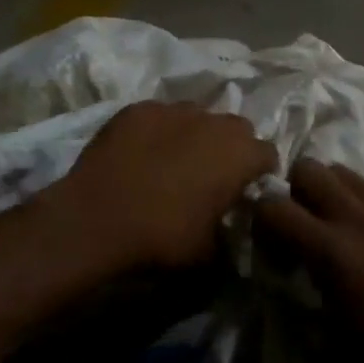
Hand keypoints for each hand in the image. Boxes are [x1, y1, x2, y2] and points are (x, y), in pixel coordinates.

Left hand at [41, 101, 276, 268]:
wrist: (96, 220)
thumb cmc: (163, 238)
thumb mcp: (210, 253)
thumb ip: (230, 233)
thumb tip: (231, 228)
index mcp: (239, 154)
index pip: (268, 154)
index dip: (260, 173)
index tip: (247, 190)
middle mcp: (213, 122)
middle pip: (236, 127)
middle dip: (232, 147)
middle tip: (213, 174)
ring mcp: (173, 110)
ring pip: (197, 115)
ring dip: (196, 134)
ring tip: (175, 161)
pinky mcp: (138, 109)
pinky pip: (159, 115)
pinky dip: (159, 131)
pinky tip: (141, 154)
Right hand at [255, 161, 363, 362]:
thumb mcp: (326, 345)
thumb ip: (296, 312)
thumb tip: (282, 291)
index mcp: (328, 250)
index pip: (273, 206)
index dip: (260, 216)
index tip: (267, 238)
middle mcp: (354, 217)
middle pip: (308, 168)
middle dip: (295, 189)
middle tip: (302, 220)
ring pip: (343, 170)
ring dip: (330, 189)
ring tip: (336, 218)